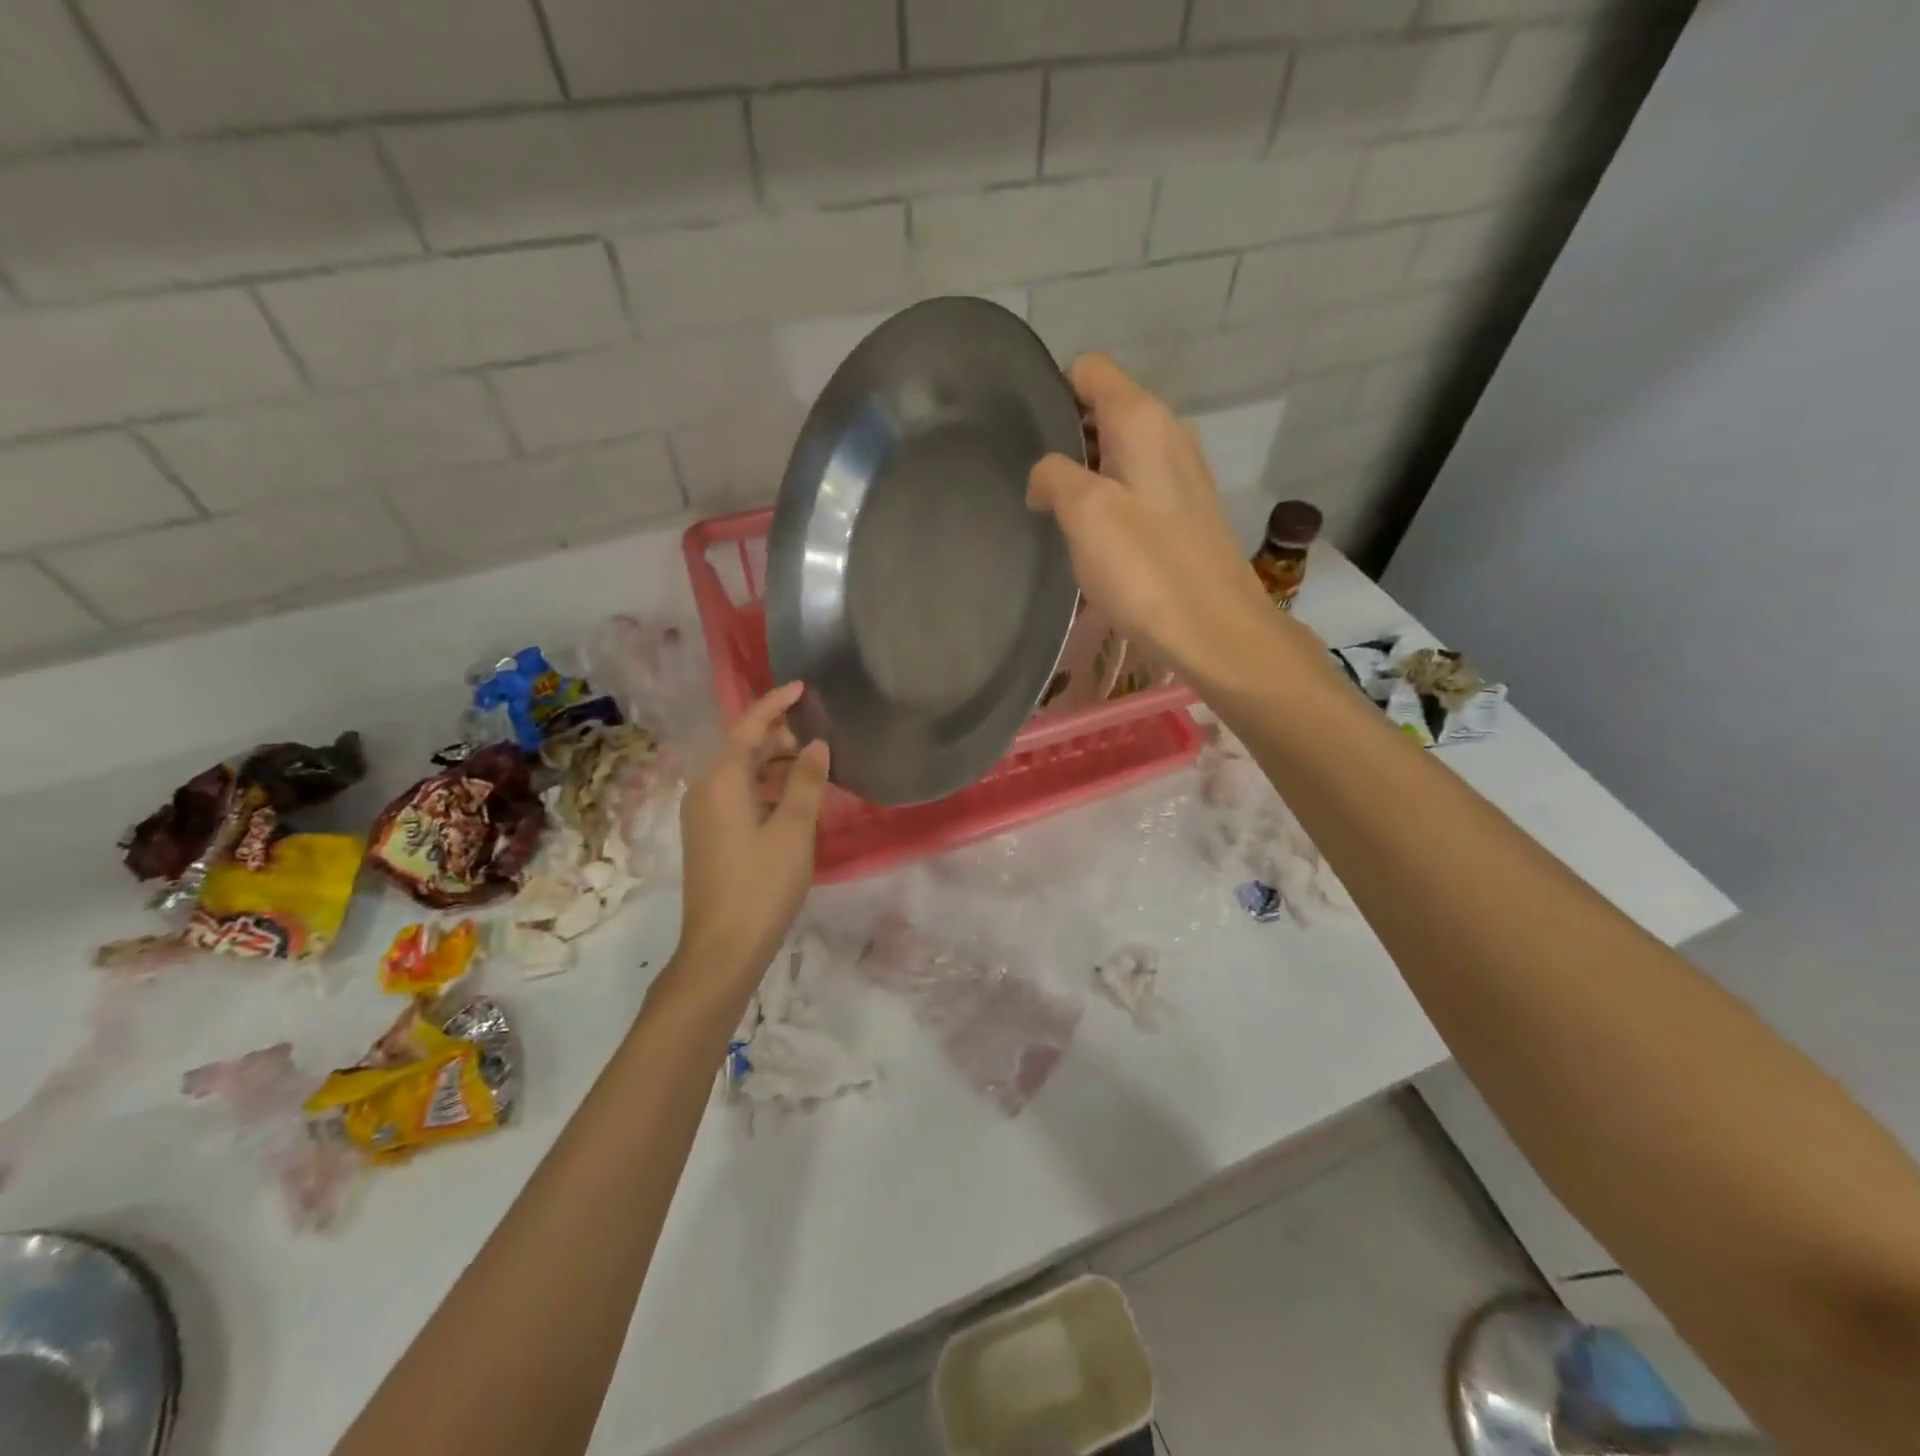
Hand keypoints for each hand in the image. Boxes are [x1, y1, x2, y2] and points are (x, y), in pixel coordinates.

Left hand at [672, 682, 829, 988]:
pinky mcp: (708, 837)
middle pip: (743, 748)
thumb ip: (806, 782)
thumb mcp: (793, 830)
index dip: (776, 704)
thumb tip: (816, 744)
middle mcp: (704, 790)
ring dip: (775, 767)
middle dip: (780, 738)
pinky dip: (766, 790)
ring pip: (741, 775)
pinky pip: (738, 797)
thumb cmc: (761, 885)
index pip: (748, 727)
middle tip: (821, 741)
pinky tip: (794, 803)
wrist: (722, 948)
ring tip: (814, 771)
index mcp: (721, 781)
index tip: (803, 686)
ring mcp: (703, 816)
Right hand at [1028, 354, 1290, 694]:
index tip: (1027, 438)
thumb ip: (1054, 476)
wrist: (1214, 630)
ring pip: (1119, 454)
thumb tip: (1045, 476)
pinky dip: (1109, 502)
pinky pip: (1135, 488)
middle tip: (1035, 485)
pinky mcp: (1185, 513)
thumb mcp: (1086, 514)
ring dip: (1086, 476)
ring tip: (1058, 516)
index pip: (1090, 371)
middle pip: (1104, 411)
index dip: (1053, 394)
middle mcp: (1168, 434)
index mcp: (1144, 420)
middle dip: (1066, 440)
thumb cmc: (1146, 568)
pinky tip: (1095, 541)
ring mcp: (1181, 474)